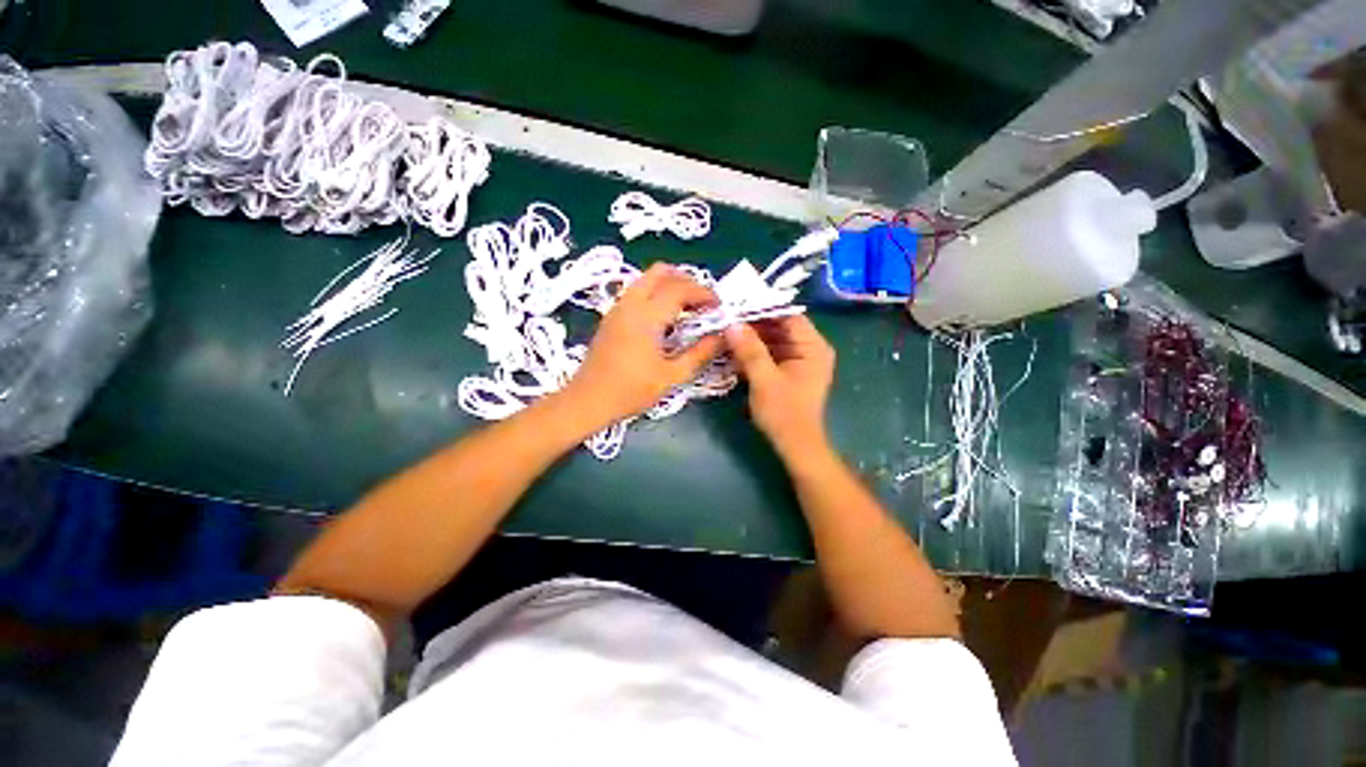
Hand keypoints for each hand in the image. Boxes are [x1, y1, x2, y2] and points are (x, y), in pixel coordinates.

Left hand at [565, 263, 723, 425]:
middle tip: (702, 302)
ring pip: (646, 278)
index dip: (704, 293)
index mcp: (647, 316)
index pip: (680, 289)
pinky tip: (664, 319)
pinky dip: (655, 293)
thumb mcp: (672, 376)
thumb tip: (722, 337)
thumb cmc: (631, 391)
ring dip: (670, 285)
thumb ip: (700, 354)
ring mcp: (618, 307)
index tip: (719, 307)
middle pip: (661, 272)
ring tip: (686, 309)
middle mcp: (631, 303)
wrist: (588, 400)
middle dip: (687, 281)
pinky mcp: (611, 316)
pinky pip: (637, 291)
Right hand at [725, 315, 834, 459]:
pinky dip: (755, 351)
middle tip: (726, 318)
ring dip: (752, 337)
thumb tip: (731, 323)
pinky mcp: (789, 370)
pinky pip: (771, 352)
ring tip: (727, 331)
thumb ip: (749, 350)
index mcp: (813, 347)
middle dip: (754, 323)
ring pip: (774, 339)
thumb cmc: (784, 413)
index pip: (788, 315)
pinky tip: (735, 349)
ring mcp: (800, 360)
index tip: (737, 305)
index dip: (763, 308)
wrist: (795, 445)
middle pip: (780, 326)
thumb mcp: (764, 379)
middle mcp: (810, 348)